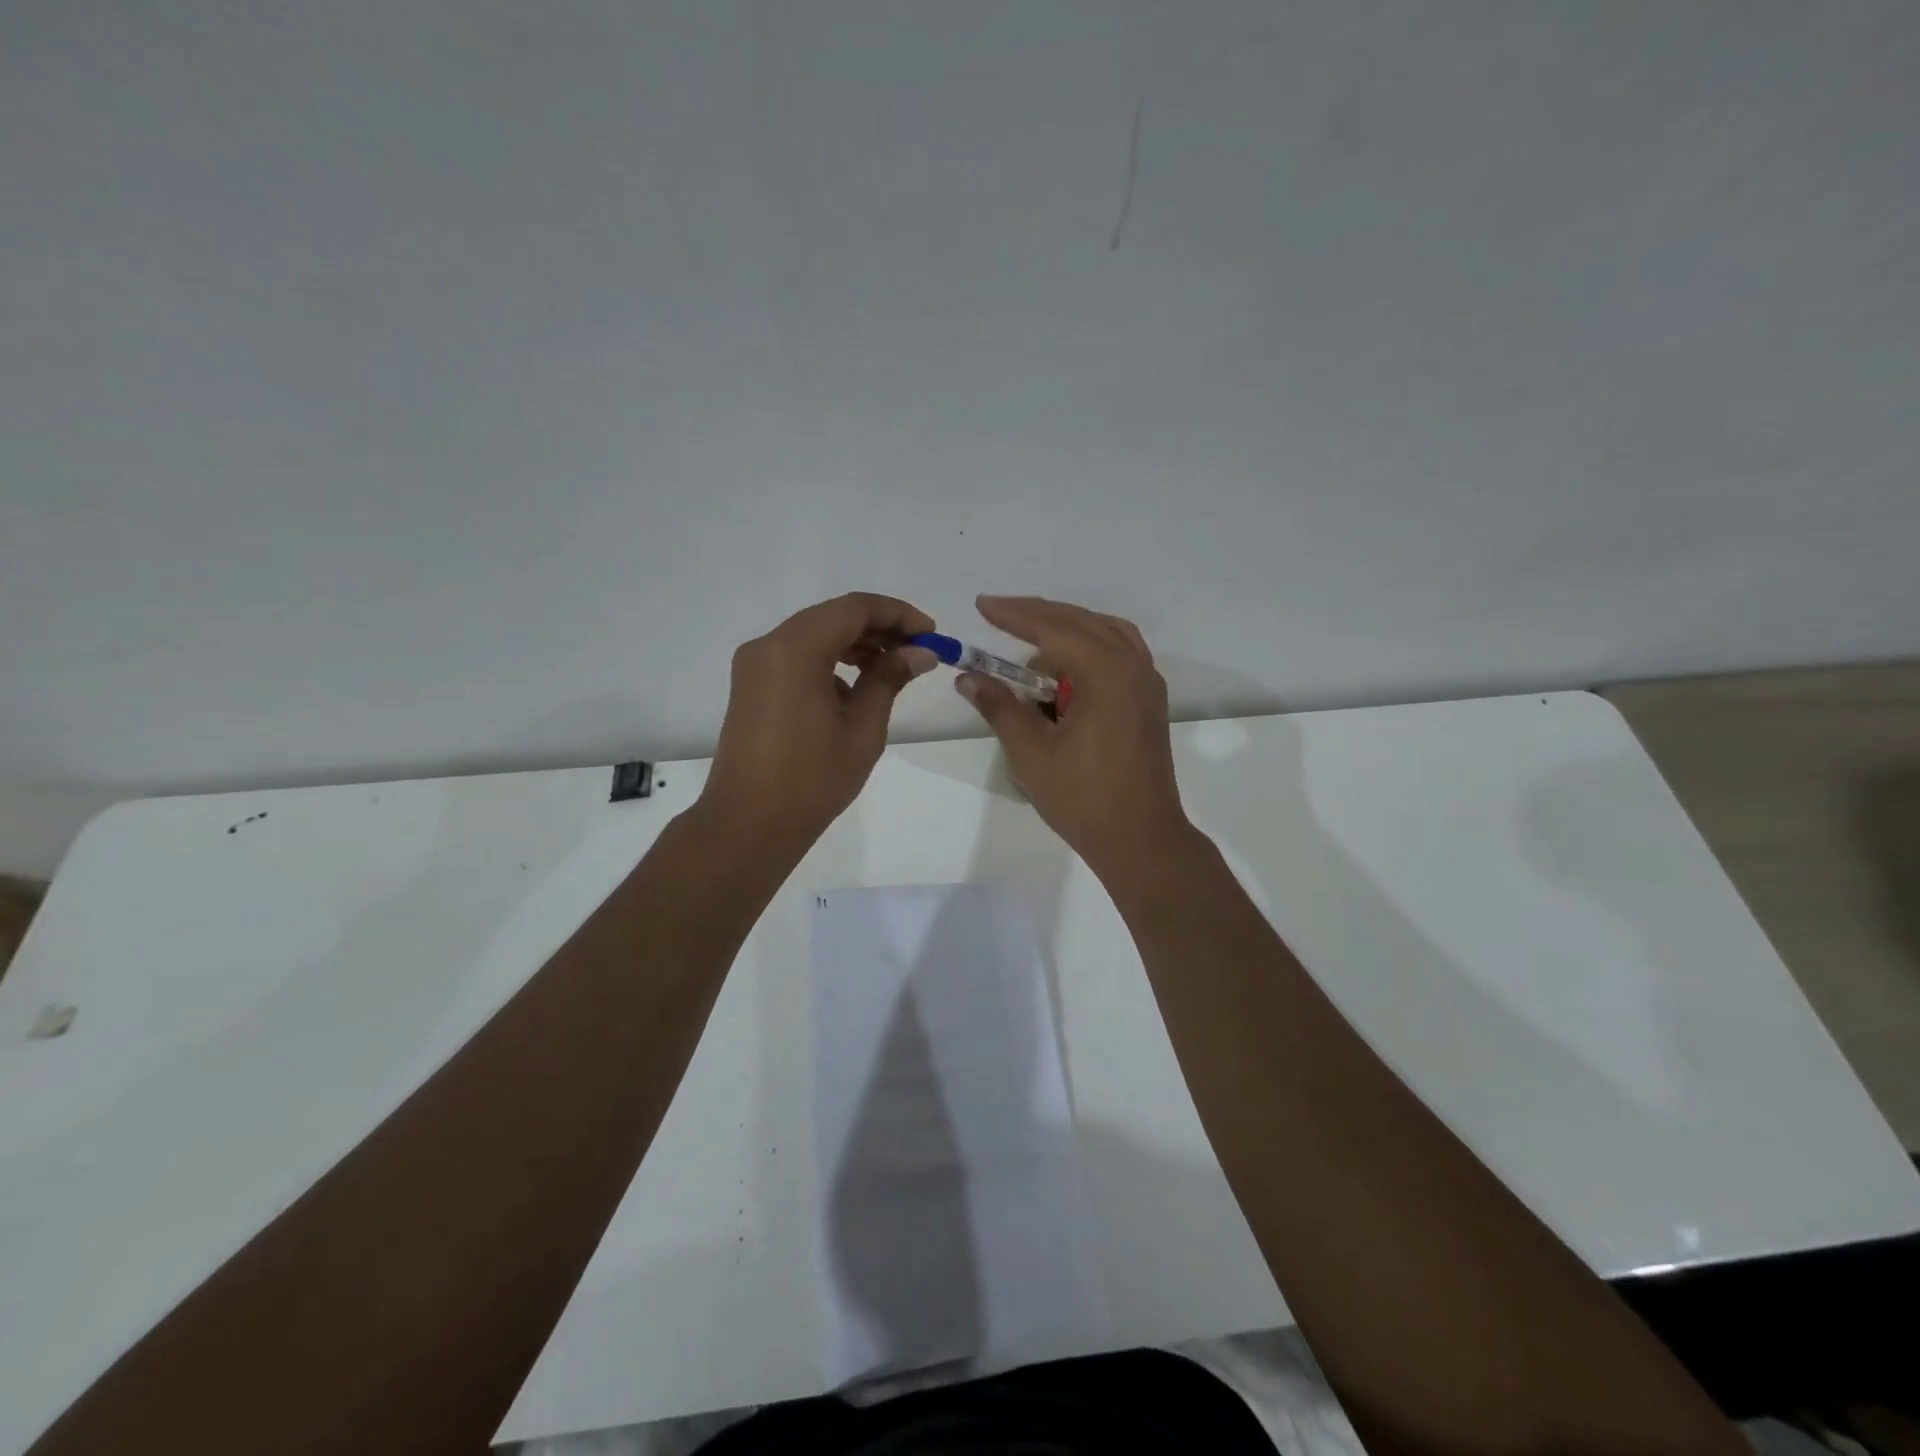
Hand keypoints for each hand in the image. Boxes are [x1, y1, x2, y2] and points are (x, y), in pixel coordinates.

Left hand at [701, 592, 938, 846]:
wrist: (750, 824)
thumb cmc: (812, 779)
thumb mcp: (862, 728)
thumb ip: (889, 679)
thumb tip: (920, 653)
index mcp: (795, 649)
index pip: (854, 608)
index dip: (898, 614)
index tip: (931, 635)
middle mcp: (769, 645)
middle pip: (833, 617)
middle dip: (879, 628)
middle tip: (919, 652)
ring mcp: (755, 665)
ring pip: (815, 635)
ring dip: (856, 645)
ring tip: (895, 669)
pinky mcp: (752, 685)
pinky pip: (798, 657)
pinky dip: (831, 662)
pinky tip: (857, 689)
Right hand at [954, 595, 1190, 872]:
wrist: (1140, 838)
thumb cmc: (1083, 798)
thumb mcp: (1031, 752)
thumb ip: (1000, 706)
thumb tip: (967, 677)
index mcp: (1106, 674)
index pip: (1053, 629)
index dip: (1014, 615)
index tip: (982, 605)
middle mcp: (1133, 667)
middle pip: (1081, 622)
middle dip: (1037, 615)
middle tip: (997, 612)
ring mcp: (1147, 683)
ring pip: (1105, 633)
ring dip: (1066, 628)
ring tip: (1029, 639)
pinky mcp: (1149, 700)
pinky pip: (1120, 653)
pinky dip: (1090, 646)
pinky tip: (1066, 665)